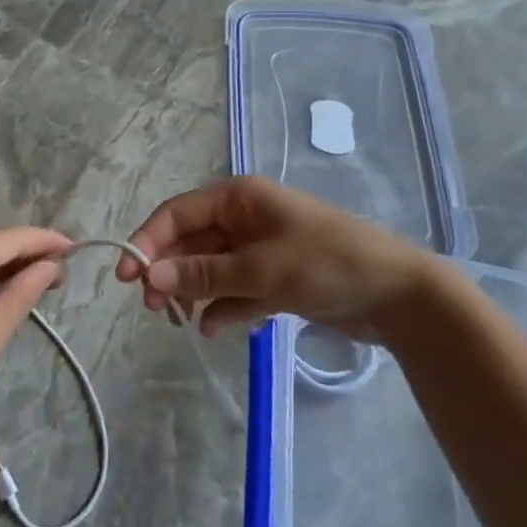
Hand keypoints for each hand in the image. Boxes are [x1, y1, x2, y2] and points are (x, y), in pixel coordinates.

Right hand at [117, 177, 448, 338]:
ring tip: (180, 321)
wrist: (399, 295)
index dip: (148, 242)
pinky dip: (223, 308)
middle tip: (155, 308)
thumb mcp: (263, 268)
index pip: (178, 214)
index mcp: (239, 198)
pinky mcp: (273, 279)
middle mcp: (244, 219)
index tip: (127, 277)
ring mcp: (259, 250)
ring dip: (193, 293)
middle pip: (190, 243)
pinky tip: (217, 328)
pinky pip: (234, 291)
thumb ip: (205, 274)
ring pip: (209, 270)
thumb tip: (152, 277)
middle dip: (170, 273)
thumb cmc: (328, 264)